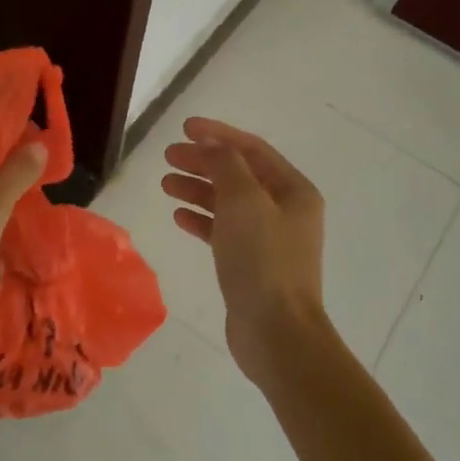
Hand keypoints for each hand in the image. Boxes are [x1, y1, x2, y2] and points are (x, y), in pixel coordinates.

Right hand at [162, 117, 328, 383]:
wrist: (276, 332)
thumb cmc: (262, 261)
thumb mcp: (243, 202)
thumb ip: (226, 165)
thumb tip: (212, 143)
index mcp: (293, 191)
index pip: (252, 150)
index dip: (218, 135)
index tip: (184, 128)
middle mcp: (285, 211)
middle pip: (239, 175)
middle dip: (204, 162)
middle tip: (167, 157)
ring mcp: (269, 239)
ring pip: (229, 203)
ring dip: (198, 190)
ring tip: (165, 184)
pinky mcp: (252, 264)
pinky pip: (224, 231)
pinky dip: (202, 220)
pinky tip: (179, 217)